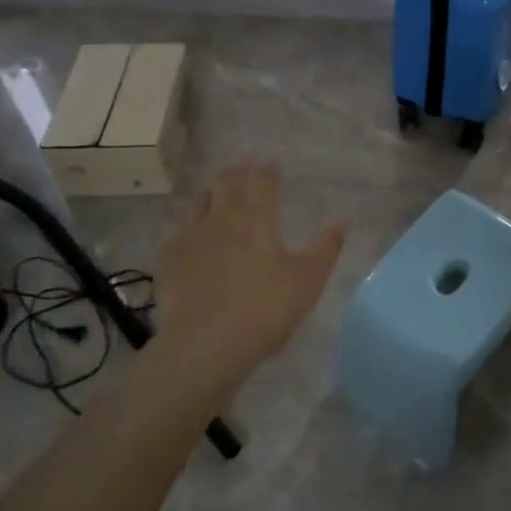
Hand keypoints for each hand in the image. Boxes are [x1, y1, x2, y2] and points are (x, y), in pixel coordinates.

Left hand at [149, 163, 345, 391]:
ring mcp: (191, 236)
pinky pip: (179, 230)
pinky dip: (189, 225)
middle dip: (238, 171)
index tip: (272, 165)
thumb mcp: (307, 282)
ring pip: (200, 200)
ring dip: (212, 191)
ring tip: (218, 193)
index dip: (268, 170)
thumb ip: (326, 248)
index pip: (263, 181)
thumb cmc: (264, 311)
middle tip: (244, 167)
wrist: (204, 345)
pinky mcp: (169, 258)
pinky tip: (191, 234)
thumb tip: (342, 220)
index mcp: (258, 219)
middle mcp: (222, 218)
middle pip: (227, 182)